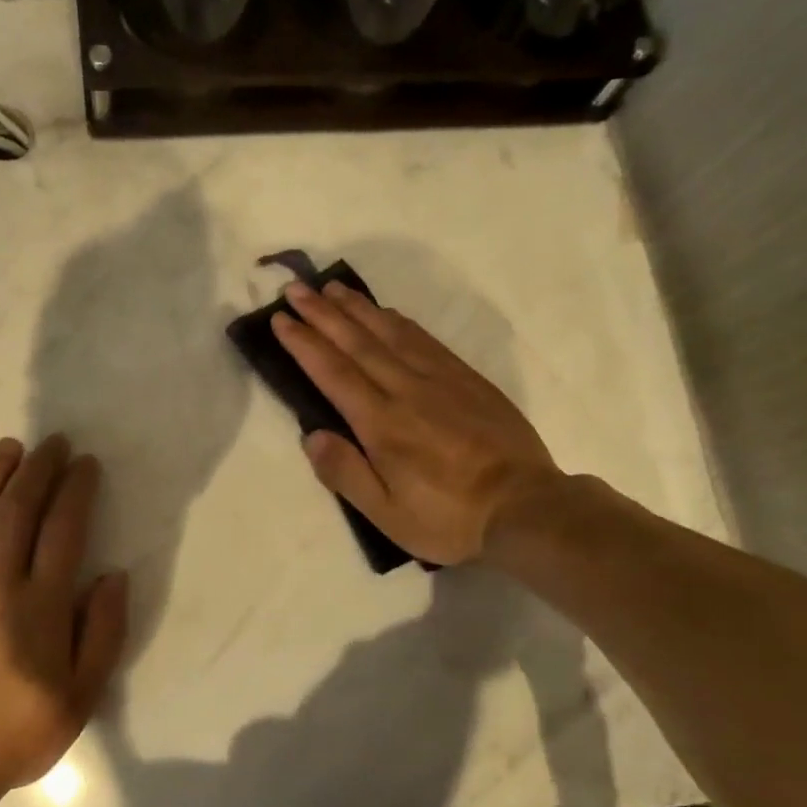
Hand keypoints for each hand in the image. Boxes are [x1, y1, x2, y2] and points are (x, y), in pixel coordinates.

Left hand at [0, 435, 127, 795]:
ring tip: (9, 447)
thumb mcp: (80, 696)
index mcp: (40, 606)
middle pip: (17, 510)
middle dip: (38, 469)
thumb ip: (103, 633)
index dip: (76, 490)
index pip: (63, 529)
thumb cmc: (14, 733)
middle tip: (53, 443)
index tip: (85, 464)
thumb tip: (112, 576)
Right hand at [272, 281, 565, 566]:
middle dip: (323, 313)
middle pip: (358, 342)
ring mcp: (441, 380)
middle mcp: (407, 391)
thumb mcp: (387, 514)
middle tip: (296, 288)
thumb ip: (346, 473)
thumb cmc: (449, 518)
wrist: (526, 507)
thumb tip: (312, 435)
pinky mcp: (468, 379)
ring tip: (334, 288)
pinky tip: (387, 312)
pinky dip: (399, 321)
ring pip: (391, 332)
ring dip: (358, 308)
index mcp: (382, 424)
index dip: (304, 343)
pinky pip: (426, 339)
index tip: (281, 319)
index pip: (333, 372)